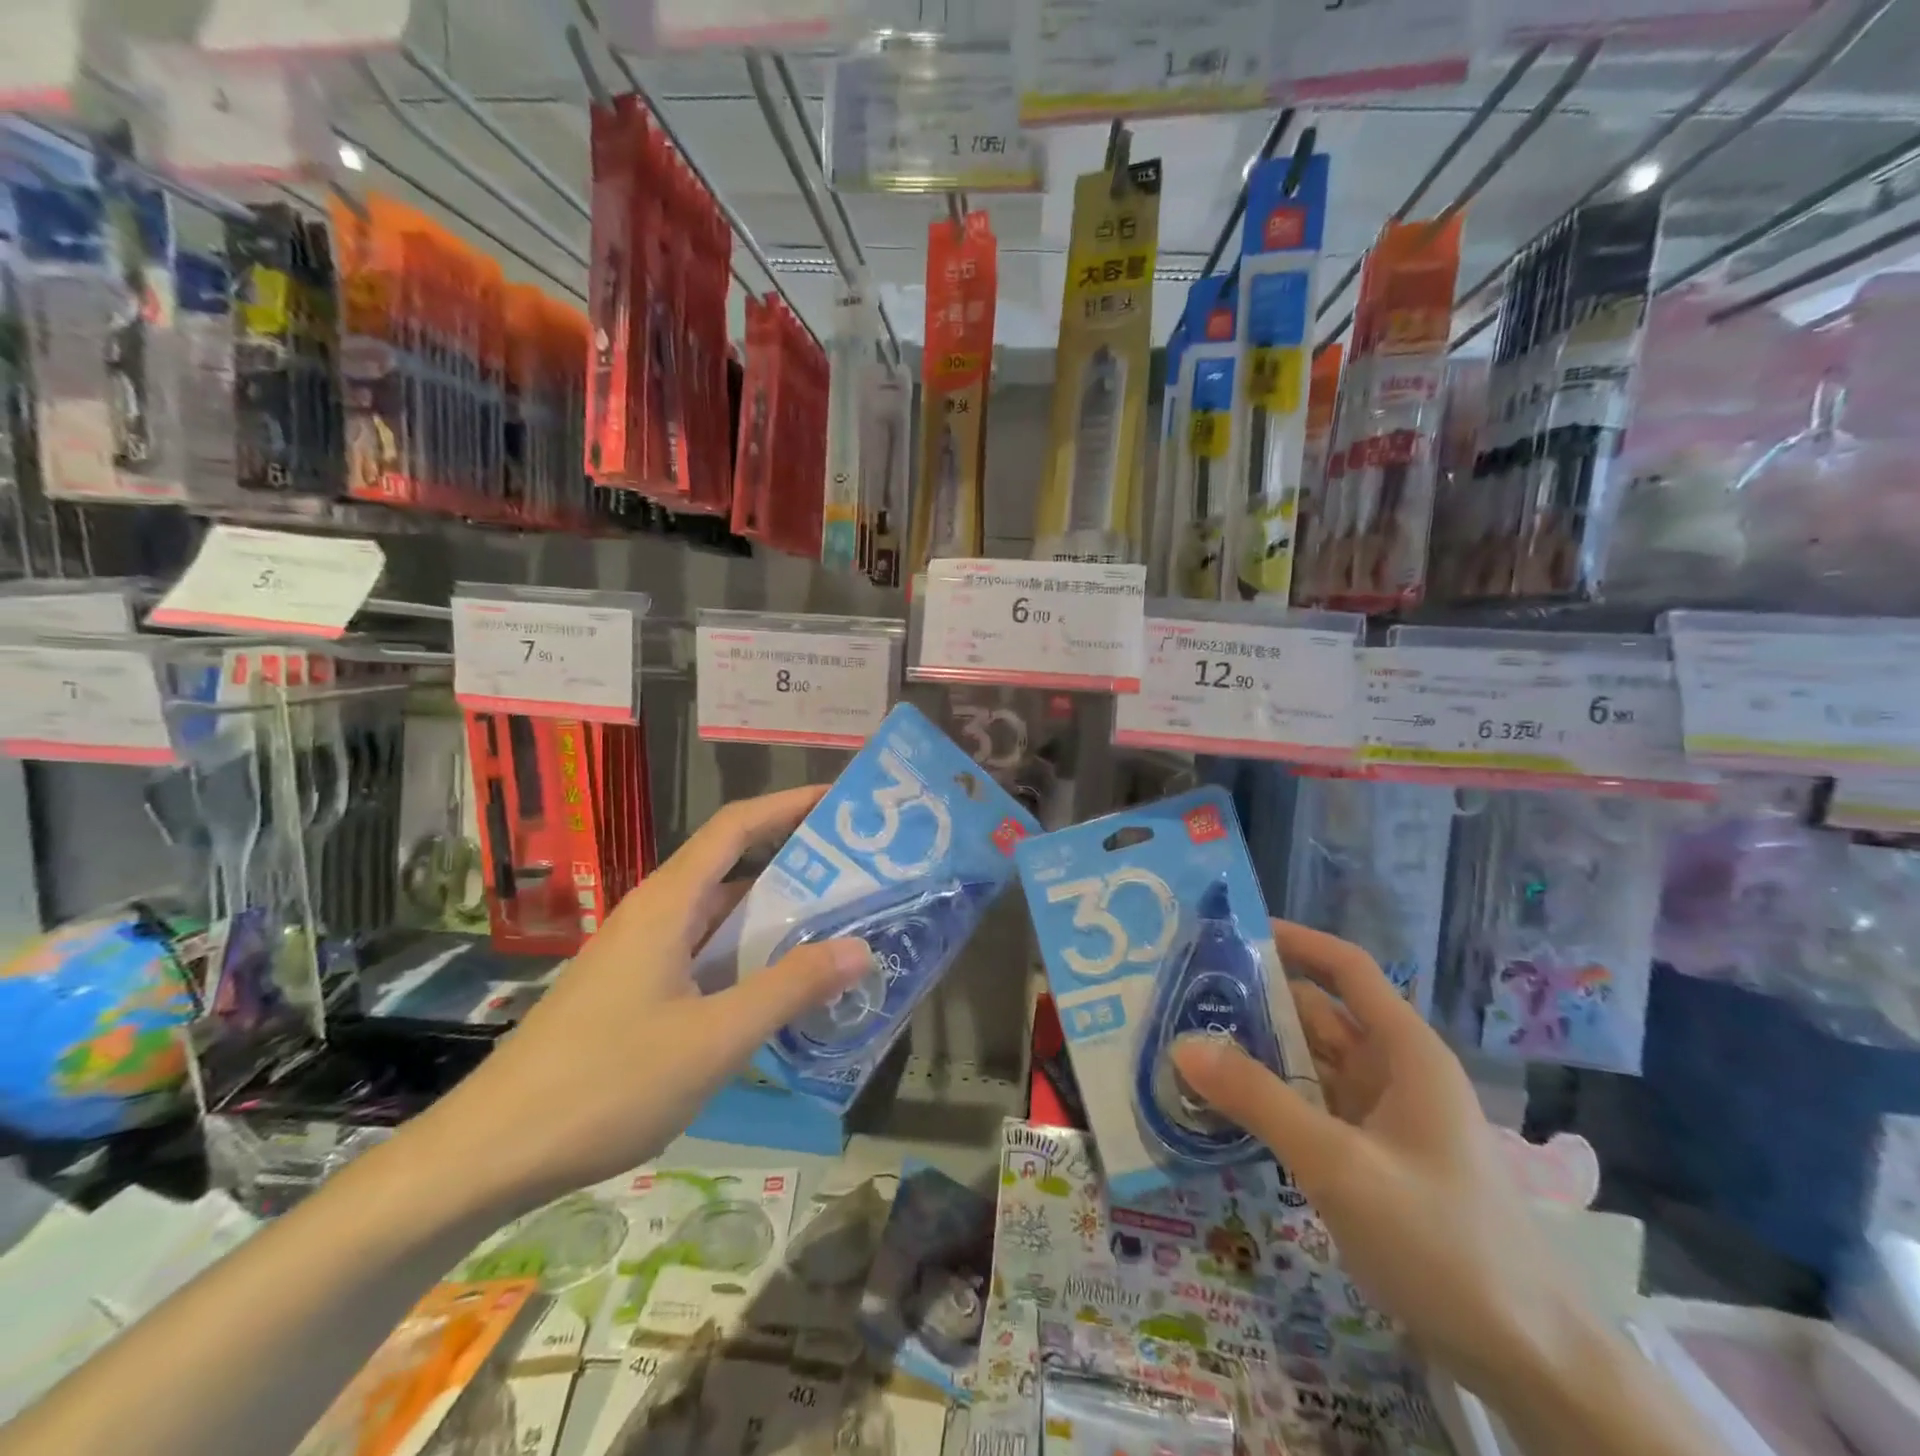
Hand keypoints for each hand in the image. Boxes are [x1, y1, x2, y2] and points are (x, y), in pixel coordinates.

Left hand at [420, 786, 871, 1210]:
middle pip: (733, 867)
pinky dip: (749, 958)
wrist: (490, 1153)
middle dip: (796, 863)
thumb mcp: (714, 1039)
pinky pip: (706, 955)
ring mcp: (643, 955)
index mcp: (669, 904)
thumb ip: (789, 989)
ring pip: (721, 917)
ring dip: (776, 917)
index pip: (736, 826)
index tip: (841, 801)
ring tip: (838, 926)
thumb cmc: (606, 1083)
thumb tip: (860, 949)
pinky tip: (782, 988)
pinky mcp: (636, 991)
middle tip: (861, 873)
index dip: (789, 805)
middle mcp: (656, 915)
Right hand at [1171, 922, 1593, 1400]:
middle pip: (1318, 1015)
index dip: (1296, 940)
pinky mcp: (1373, 1158)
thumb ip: (1259, 1100)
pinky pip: (1313, 1108)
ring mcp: (1384, 1118)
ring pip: (1311, 1064)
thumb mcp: (1340, 1165)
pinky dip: (1272, 1100)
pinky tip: (1225, 1106)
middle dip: (1256, 1002)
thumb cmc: (1443, 1241)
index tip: (1232, 932)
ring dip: (1258, 1054)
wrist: (1531, 1362)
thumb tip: (1183, 1044)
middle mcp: (1394, 1072)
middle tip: (1183, 998)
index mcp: (1404, 1052)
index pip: (1346, 969)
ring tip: (1188, 1046)